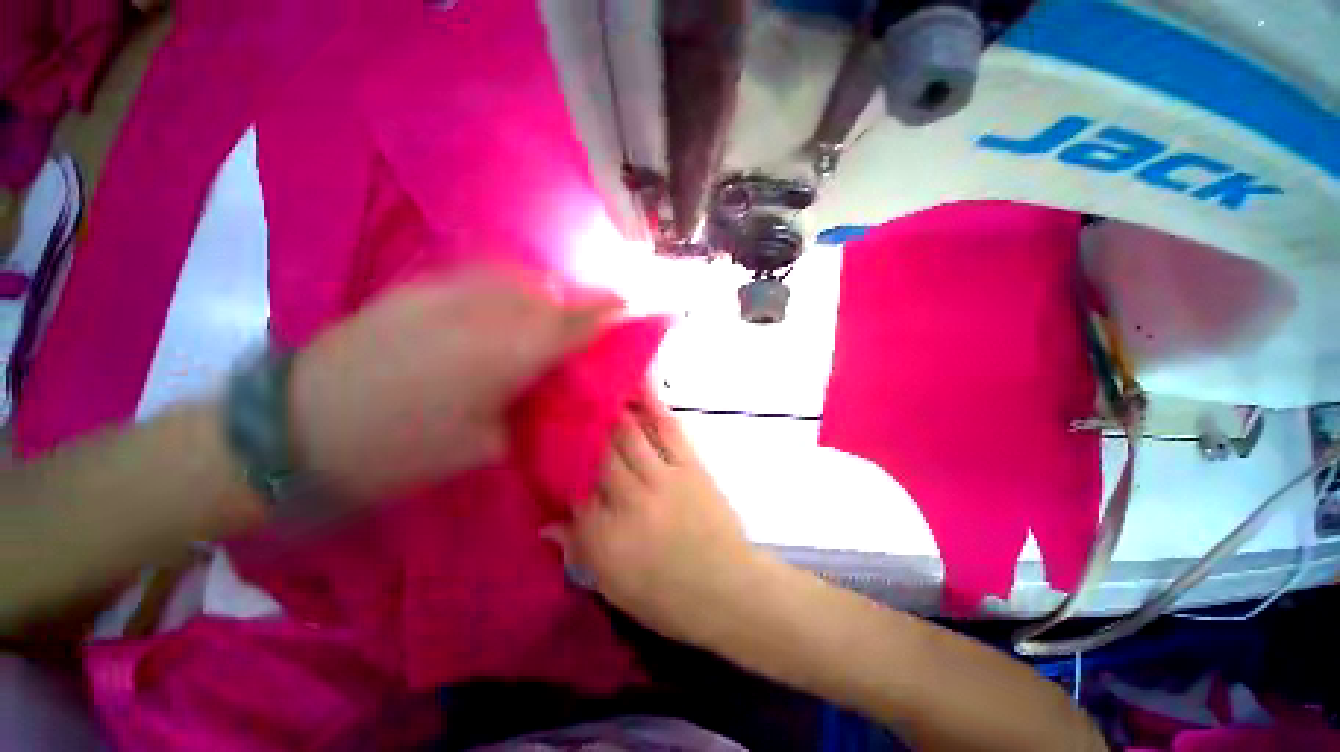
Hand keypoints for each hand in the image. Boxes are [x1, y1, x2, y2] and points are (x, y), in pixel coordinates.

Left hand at [289, 267, 622, 499]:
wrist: (295, 427)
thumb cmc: (400, 449)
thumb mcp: (483, 446)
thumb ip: (527, 410)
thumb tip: (548, 392)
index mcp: (509, 355)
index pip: (574, 323)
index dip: (606, 311)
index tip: (628, 304)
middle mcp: (486, 313)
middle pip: (550, 294)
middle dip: (576, 302)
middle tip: (586, 319)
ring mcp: (448, 294)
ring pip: (517, 279)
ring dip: (542, 293)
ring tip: (545, 312)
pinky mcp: (417, 288)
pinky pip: (481, 277)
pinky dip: (506, 287)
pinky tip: (499, 307)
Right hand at [550, 392, 766, 646]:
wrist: (728, 590)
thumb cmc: (668, 599)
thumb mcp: (613, 586)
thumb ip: (580, 550)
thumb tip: (547, 523)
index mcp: (604, 537)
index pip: (570, 488)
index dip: (558, 462)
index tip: (548, 440)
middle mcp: (628, 500)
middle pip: (597, 453)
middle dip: (581, 425)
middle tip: (567, 400)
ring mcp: (661, 479)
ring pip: (628, 434)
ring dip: (610, 408)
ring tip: (596, 385)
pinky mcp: (689, 466)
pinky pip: (667, 429)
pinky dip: (652, 404)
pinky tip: (639, 385)